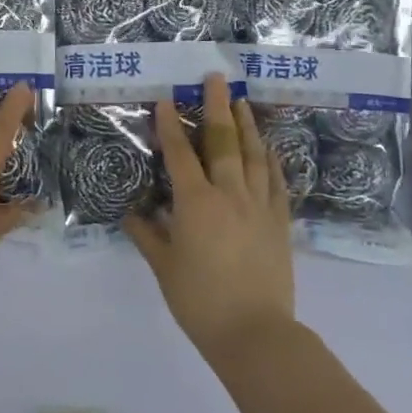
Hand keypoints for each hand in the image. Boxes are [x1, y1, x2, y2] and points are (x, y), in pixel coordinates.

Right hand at [125, 73, 296, 361]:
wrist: (255, 334)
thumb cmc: (199, 301)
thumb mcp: (163, 267)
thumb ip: (147, 235)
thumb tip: (132, 213)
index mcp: (196, 203)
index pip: (180, 154)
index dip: (171, 125)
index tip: (167, 99)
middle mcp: (229, 194)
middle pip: (222, 141)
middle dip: (216, 107)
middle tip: (215, 78)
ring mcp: (259, 206)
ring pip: (254, 154)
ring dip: (246, 124)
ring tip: (241, 101)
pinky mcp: (280, 222)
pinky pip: (276, 181)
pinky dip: (271, 159)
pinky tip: (268, 147)